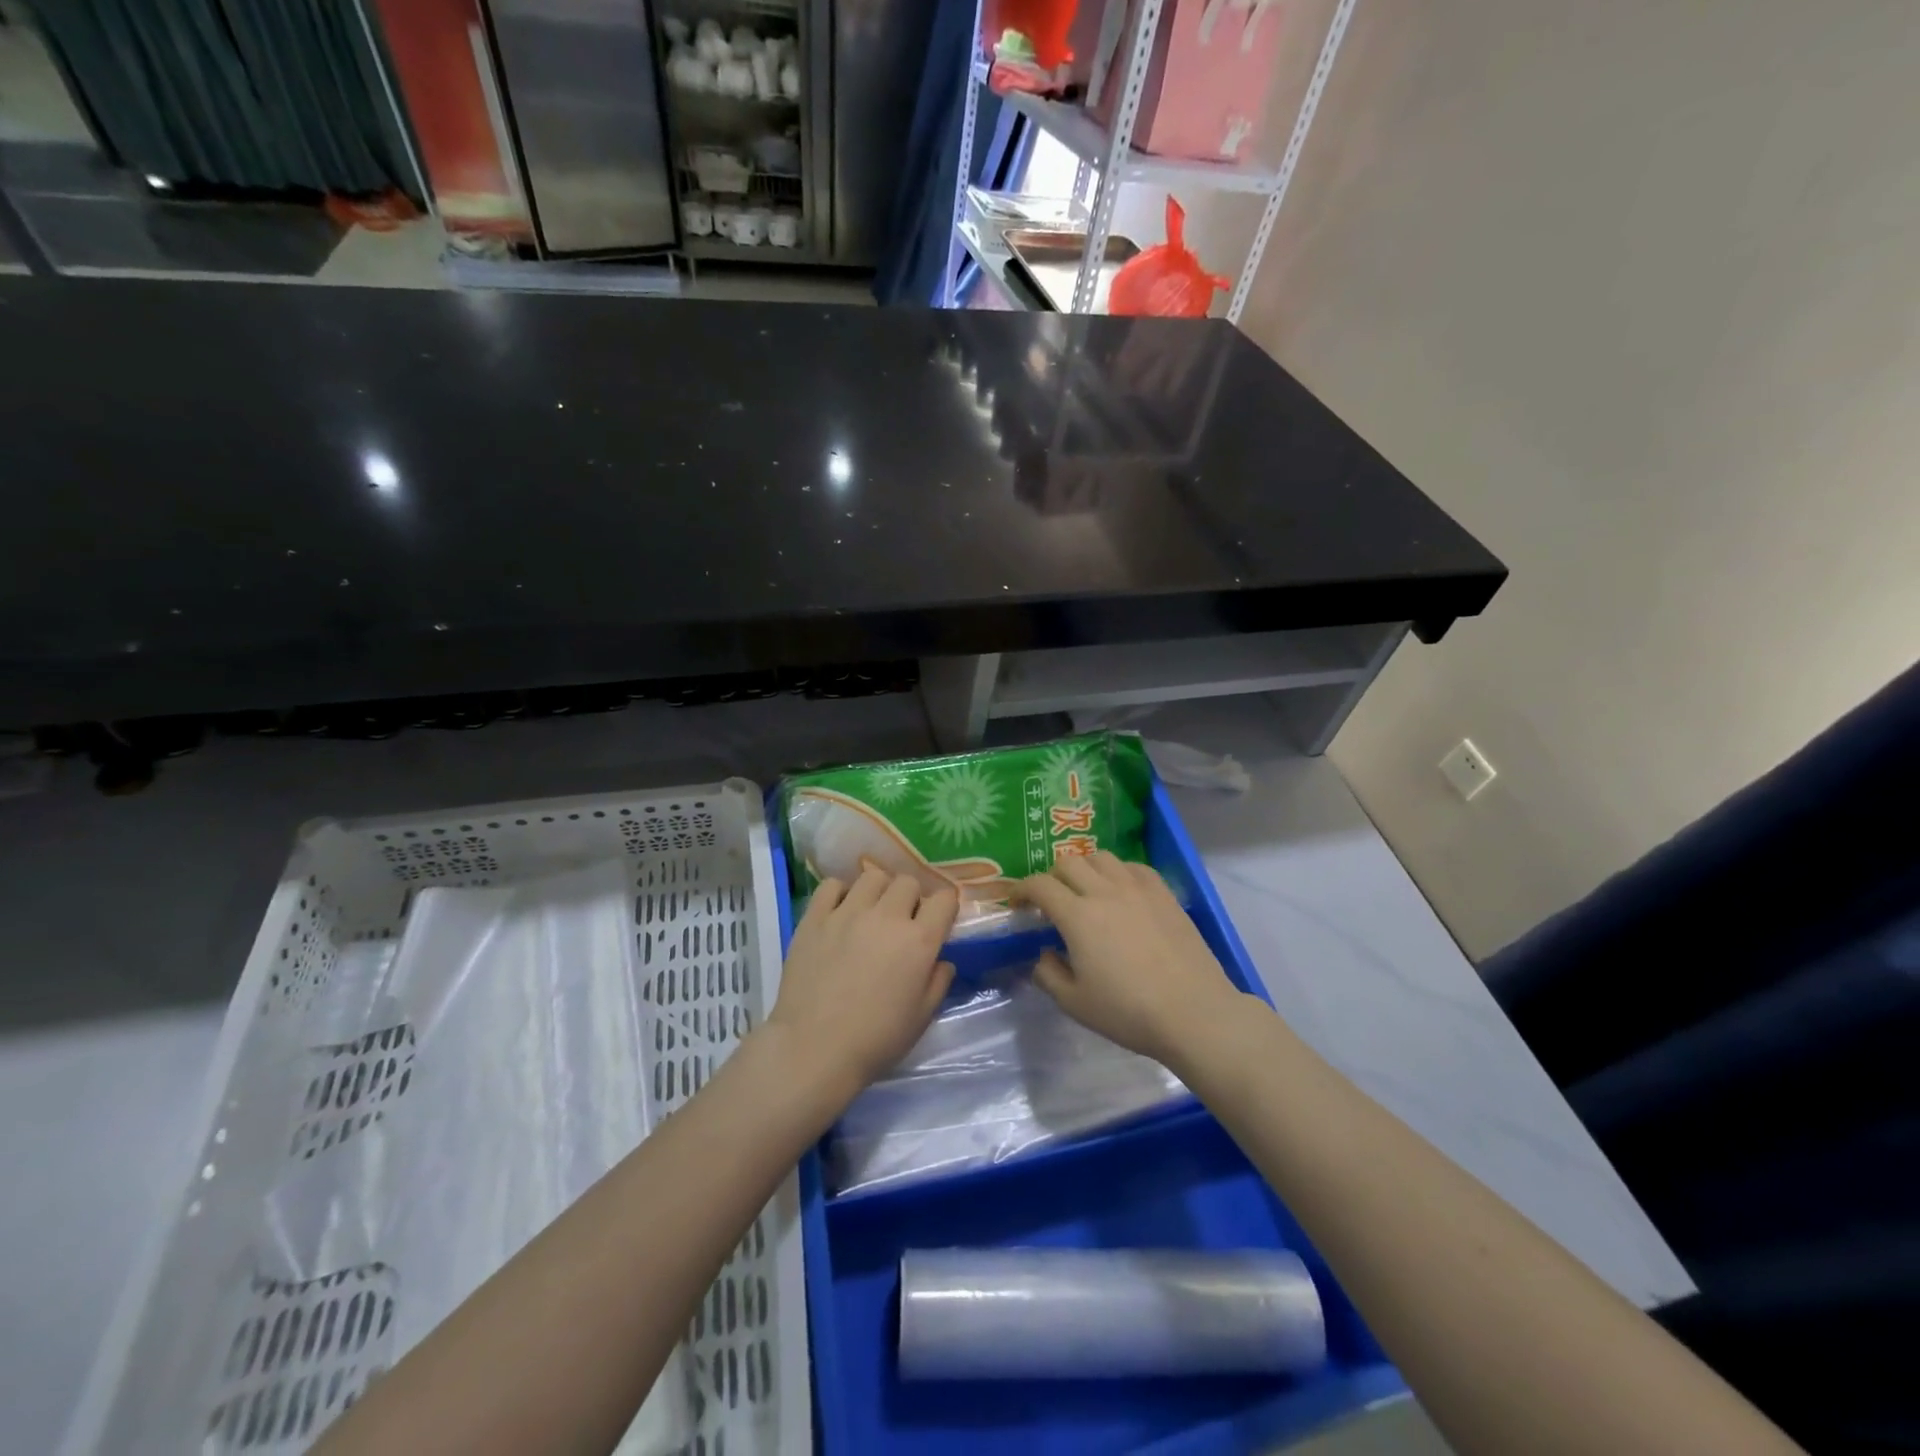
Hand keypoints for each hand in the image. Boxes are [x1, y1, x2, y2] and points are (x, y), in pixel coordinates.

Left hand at [768, 866, 956, 1099]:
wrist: (813, 1049)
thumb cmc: (875, 1040)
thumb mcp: (922, 1018)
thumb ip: (938, 983)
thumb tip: (941, 961)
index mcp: (918, 941)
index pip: (944, 899)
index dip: (945, 907)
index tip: (938, 921)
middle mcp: (886, 917)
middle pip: (908, 882)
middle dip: (912, 898)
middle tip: (903, 921)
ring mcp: (847, 912)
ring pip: (872, 877)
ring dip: (879, 891)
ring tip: (871, 912)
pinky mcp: (815, 917)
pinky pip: (831, 885)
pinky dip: (840, 892)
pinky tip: (840, 911)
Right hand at [1015, 852, 1243, 1068]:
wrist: (1193, 1012)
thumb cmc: (1128, 1012)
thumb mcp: (1075, 1003)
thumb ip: (1048, 974)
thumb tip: (1043, 954)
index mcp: (1077, 916)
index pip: (1039, 885)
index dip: (1021, 889)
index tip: (1017, 903)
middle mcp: (1104, 891)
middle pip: (1068, 862)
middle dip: (1051, 876)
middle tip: (1051, 899)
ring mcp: (1137, 888)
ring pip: (1101, 857)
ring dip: (1084, 868)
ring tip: (1085, 889)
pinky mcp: (1164, 893)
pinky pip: (1133, 866)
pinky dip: (1117, 871)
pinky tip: (1120, 890)